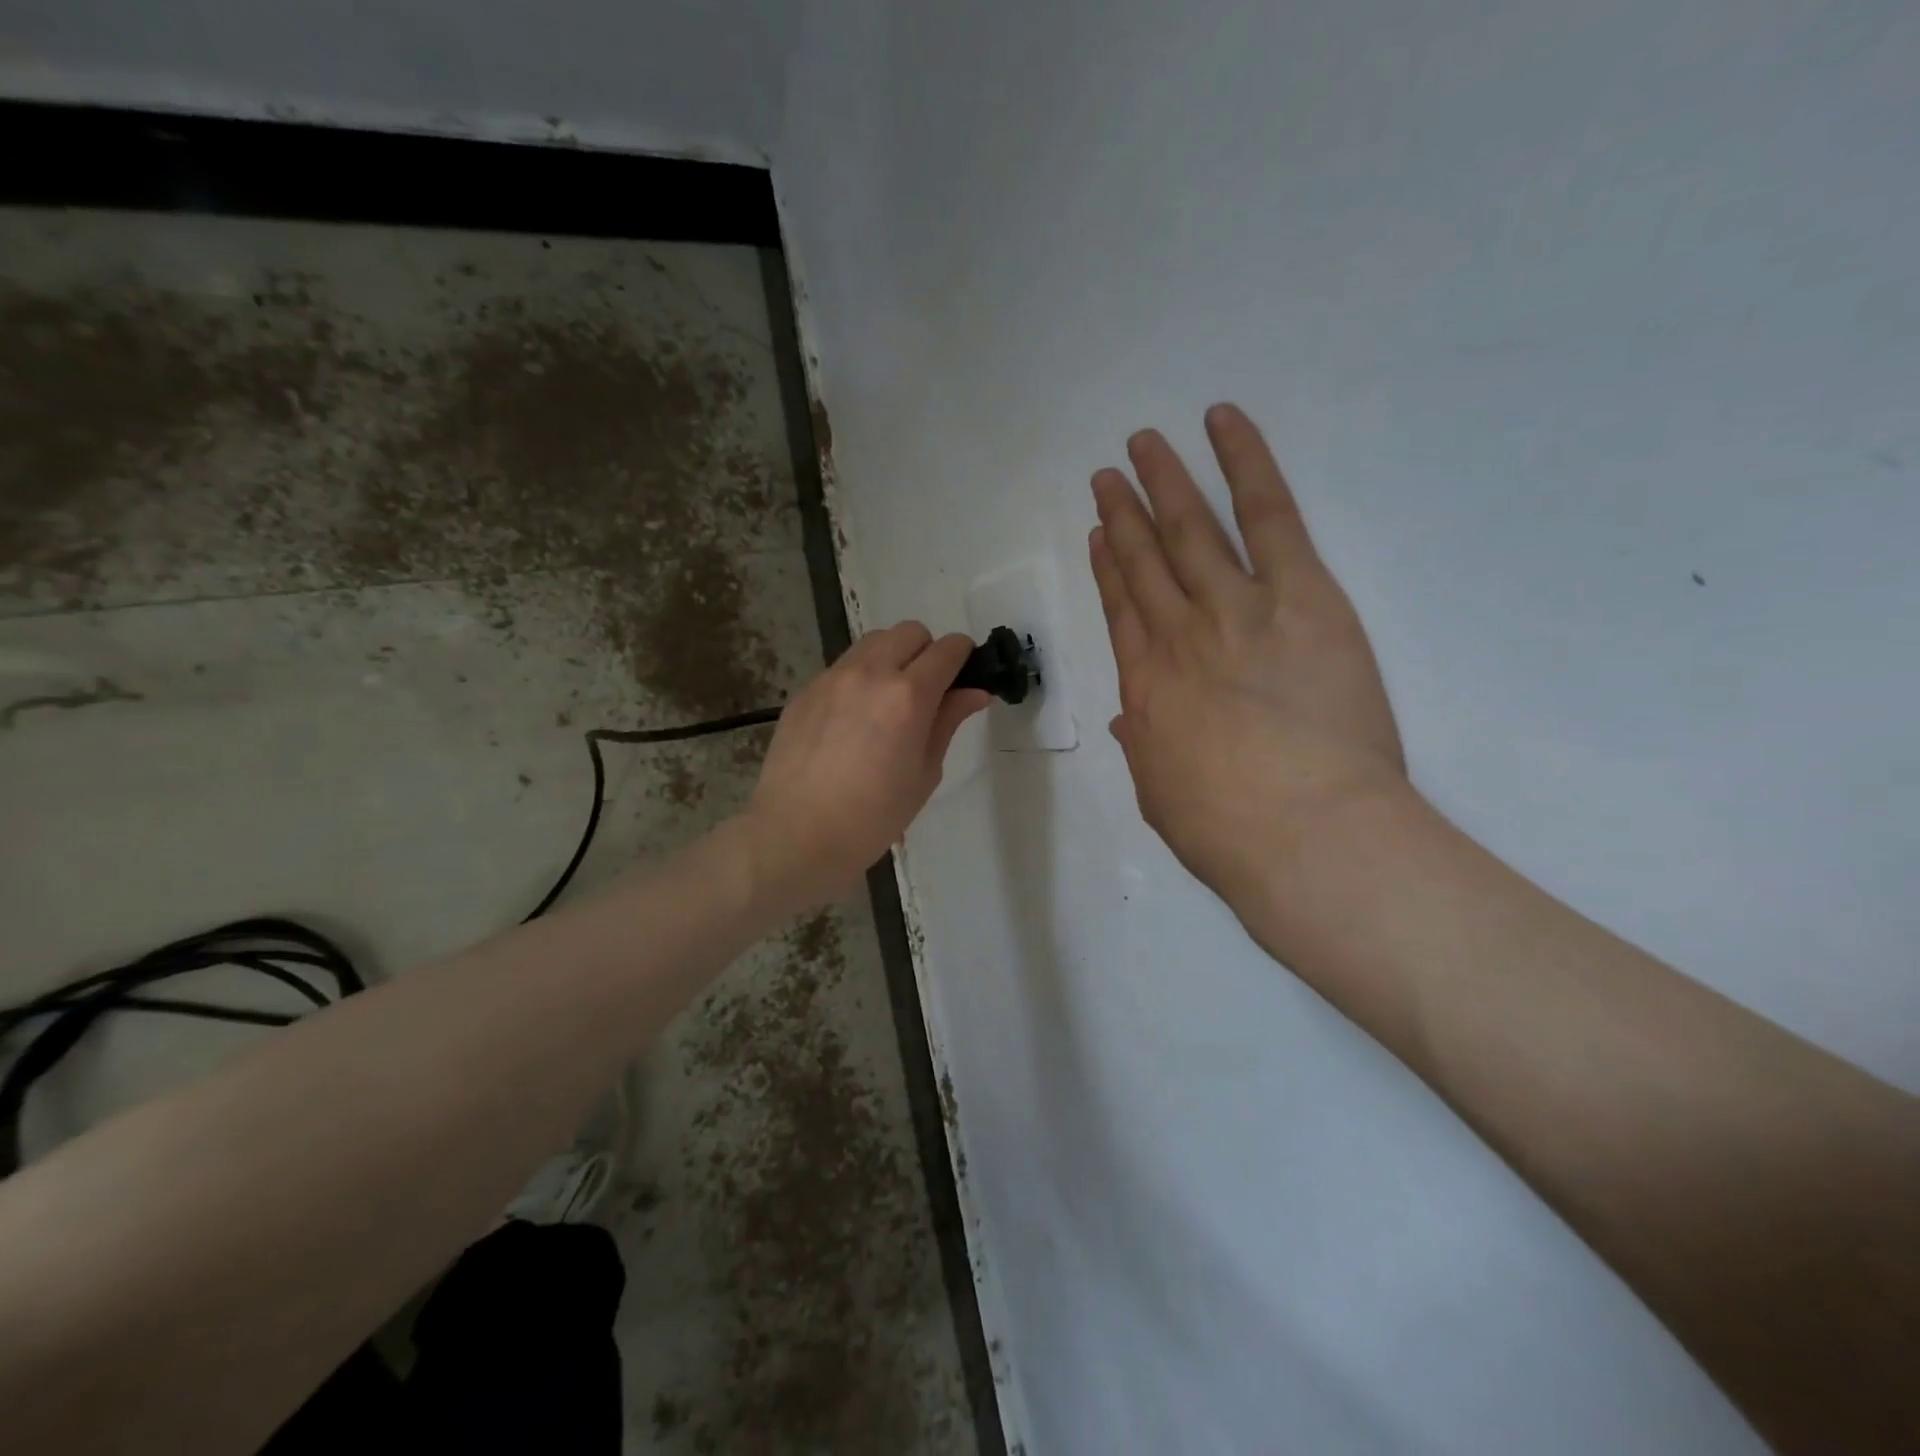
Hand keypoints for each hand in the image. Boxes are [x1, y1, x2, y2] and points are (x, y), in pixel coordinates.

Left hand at [739, 622, 989, 912]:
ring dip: (892, 658)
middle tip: (927, 692)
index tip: (965, 675)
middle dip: (927, 651)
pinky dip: (860, 678)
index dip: (964, 657)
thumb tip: (974, 692)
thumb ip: (948, 722)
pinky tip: (853, 720)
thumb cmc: (873, 816)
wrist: (797, 834)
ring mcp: (832, 677)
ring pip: (873, 642)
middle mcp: (870, 672)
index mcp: (908, 695)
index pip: (948, 649)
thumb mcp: (924, 772)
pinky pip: (843, 667)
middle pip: (910, 632)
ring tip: (888, 702)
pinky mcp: (805, 690)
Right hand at [1089, 403, 1406, 906]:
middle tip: (1109, 475)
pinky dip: (1245, 462)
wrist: (1305, 836)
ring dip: (1164, 481)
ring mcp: (1236, 608)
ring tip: (1144, 443)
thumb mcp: (1161, 793)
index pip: (1121, 610)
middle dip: (1125, 514)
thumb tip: (1129, 718)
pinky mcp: (1299, 594)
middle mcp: (1178, 635)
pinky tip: (1222, 424)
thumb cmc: (1228, 832)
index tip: (1101, 534)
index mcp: (1144, 687)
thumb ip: (1144, 745)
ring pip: (1191, 529)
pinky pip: (1268, 513)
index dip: (1109, 567)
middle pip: (1145, 561)